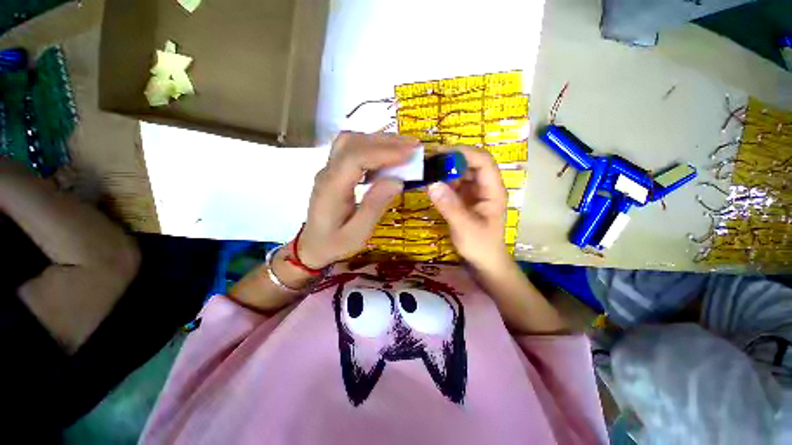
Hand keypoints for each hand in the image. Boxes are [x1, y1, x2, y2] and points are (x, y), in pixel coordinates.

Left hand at [298, 132, 418, 268]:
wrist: (312, 245)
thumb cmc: (334, 244)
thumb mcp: (357, 234)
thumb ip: (375, 207)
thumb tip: (397, 181)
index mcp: (331, 188)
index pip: (356, 158)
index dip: (384, 153)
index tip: (410, 154)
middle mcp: (327, 172)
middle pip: (353, 142)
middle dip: (385, 141)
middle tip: (413, 146)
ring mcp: (329, 169)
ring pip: (352, 141)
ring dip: (379, 140)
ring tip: (403, 147)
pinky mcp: (334, 171)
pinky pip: (352, 149)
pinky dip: (372, 147)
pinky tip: (387, 156)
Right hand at [428, 146, 509, 271]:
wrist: (484, 264)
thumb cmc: (481, 247)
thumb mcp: (465, 228)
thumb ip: (450, 207)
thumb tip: (432, 184)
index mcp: (493, 191)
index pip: (483, 162)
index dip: (465, 153)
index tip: (442, 152)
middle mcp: (484, 188)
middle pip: (471, 164)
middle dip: (451, 159)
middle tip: (429, 160)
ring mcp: (474, 194)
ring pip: (461, 174)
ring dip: (445, 170)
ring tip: (427, 169)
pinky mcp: (464, 201)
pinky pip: (454, 186)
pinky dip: (443, 183)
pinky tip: (430, 184)